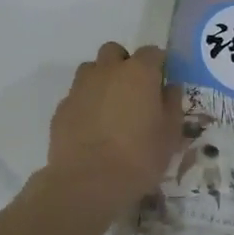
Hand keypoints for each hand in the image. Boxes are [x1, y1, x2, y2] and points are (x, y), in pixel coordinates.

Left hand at [40, 42, 183, 217]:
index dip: (158, 64)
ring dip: (102, 80)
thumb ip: (172, 104)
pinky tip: (91, 128)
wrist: (87, 182)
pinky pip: (77, 95)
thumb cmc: (139, 157)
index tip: (162, 82)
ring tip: (110, 108)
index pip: (152, 52)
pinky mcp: (62, 107)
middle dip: (124, 64)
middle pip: (115, 52)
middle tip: (133, 92)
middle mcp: (107, 71)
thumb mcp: (170, 135)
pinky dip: (85, 104)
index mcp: (138, 73)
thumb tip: (169, 88)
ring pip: (91, 70)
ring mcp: (80, 87)